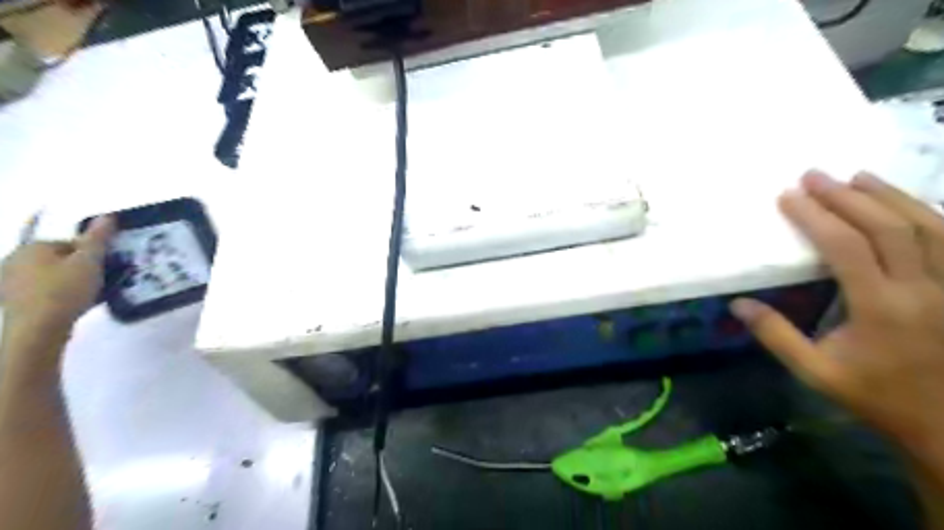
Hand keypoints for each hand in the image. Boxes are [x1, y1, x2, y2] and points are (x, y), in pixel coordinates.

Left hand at [0, 217, 114, 336]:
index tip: (106, 268)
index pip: (70, 244)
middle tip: (100, 281)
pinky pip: (42, 291)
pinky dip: (58, 294)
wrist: (38, 328)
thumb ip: (98, 239)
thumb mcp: (90, 261)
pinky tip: (71, 305)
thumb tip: (107, 215)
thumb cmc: (66, 289)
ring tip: (88, 295)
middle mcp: (15, 259)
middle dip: (80, 268)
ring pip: (51, 275)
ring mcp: (10, 281)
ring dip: (70, 281)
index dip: (92, 255)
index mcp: (34, 247)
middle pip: (60, 259)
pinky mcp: (12, 300)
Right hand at [732, 172, 942, 456]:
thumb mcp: (815, 372)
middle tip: (815, 175)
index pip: (845, 248)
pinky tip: (906, 203)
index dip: (816, 217)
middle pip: (887, 228)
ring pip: (929, 226)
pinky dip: (929, 214)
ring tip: (858, 176)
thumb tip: (738, 304)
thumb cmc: (875, 395)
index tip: (788, 196)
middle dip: (847, 197)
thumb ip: (776, 336)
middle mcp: (923, 289)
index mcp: (880, 308)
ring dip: (890, 196)